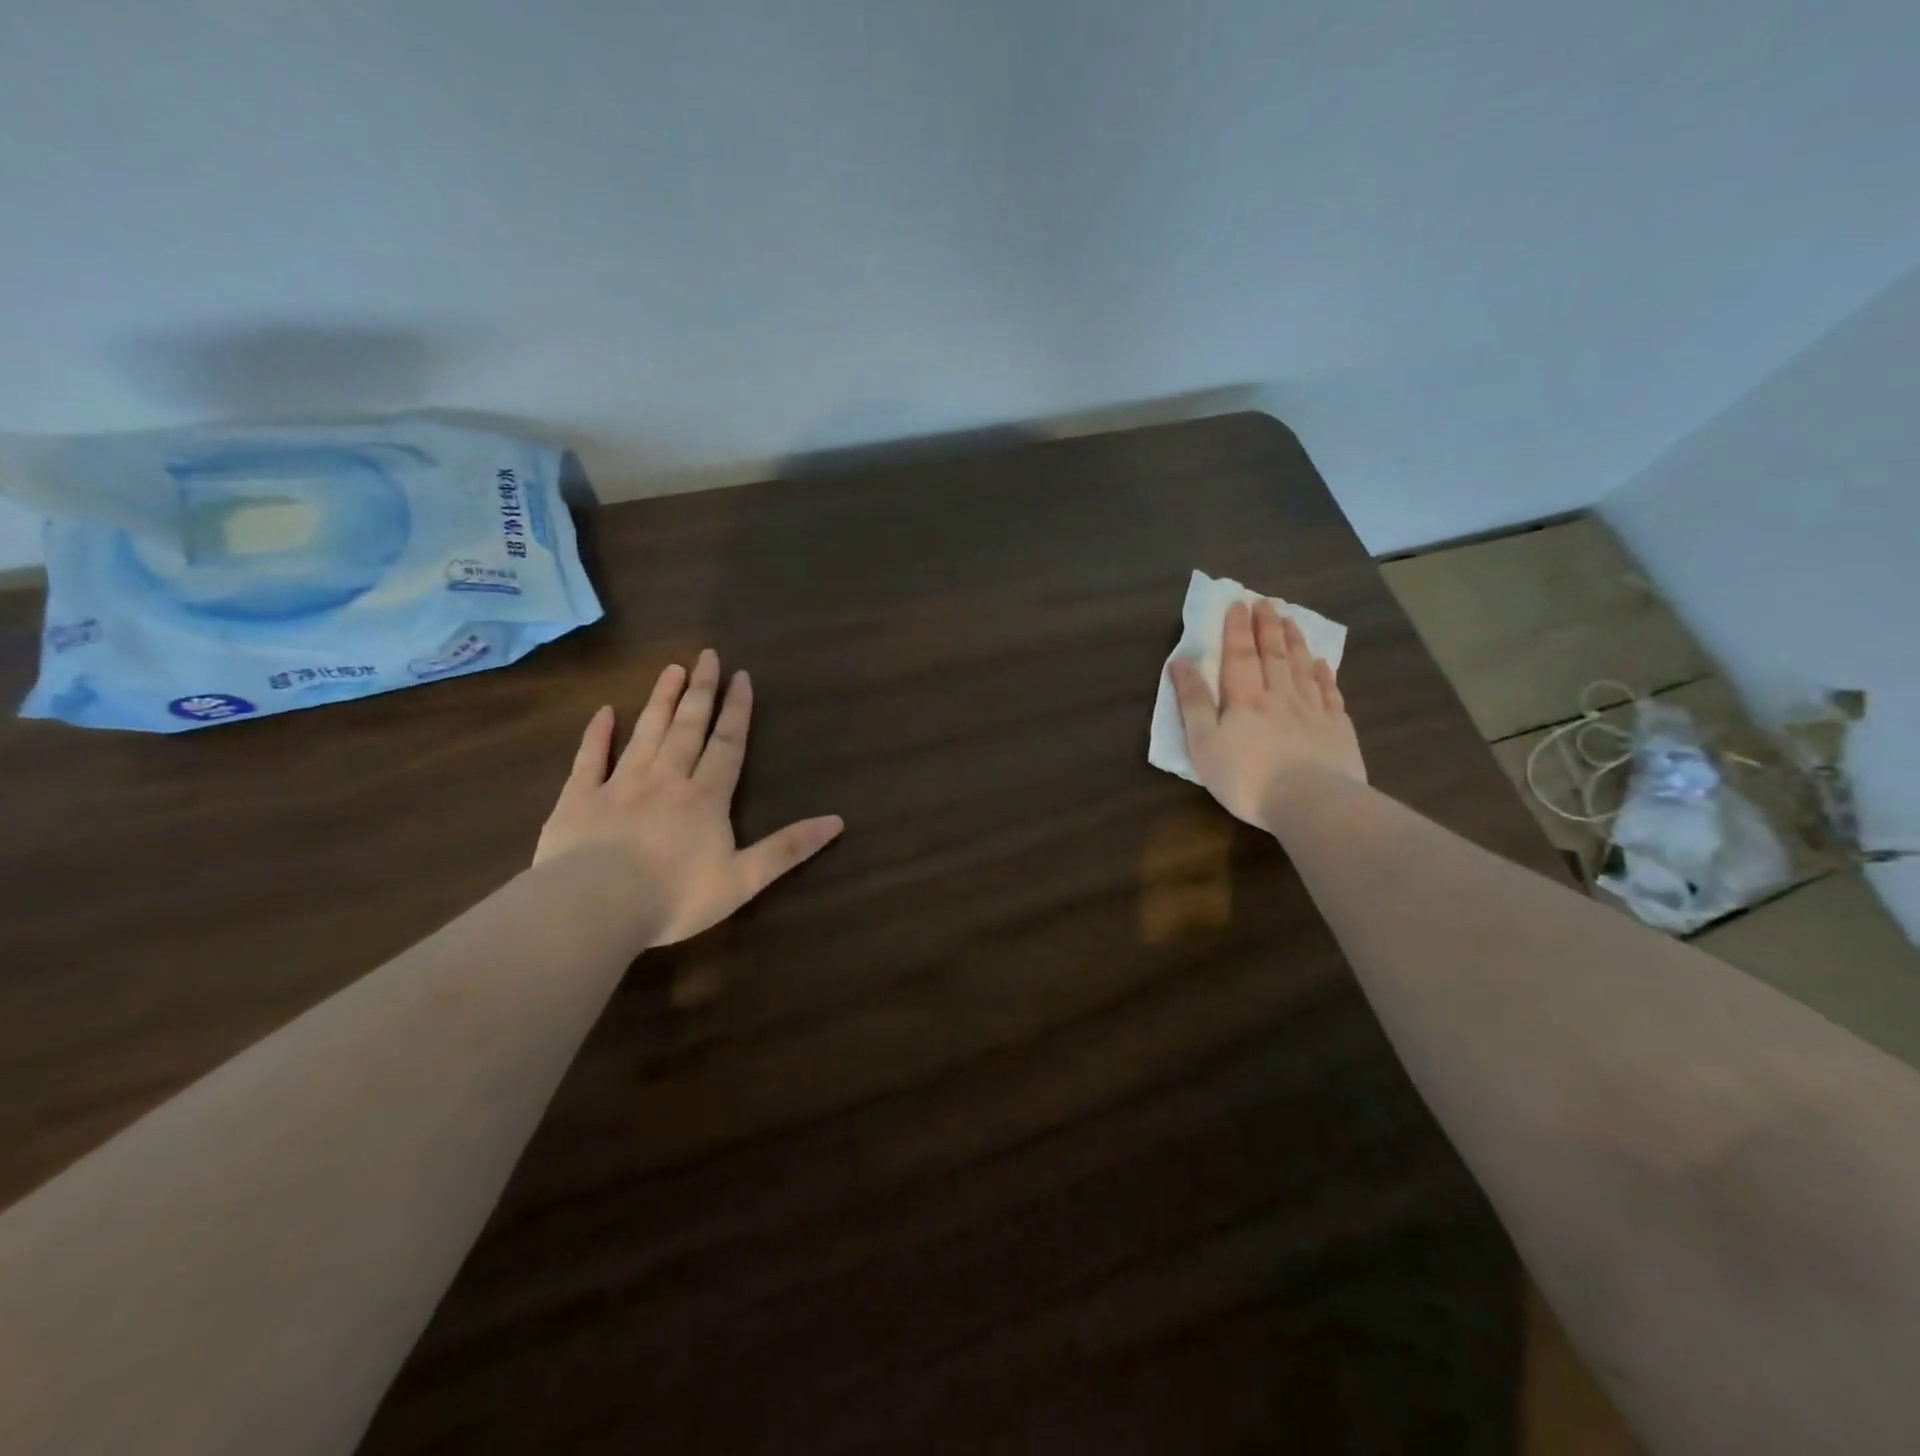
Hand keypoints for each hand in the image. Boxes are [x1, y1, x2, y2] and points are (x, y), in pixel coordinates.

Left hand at [534, 650, 844, 945]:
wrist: (595, 907)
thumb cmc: (675, 896)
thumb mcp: (744, 879)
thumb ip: (788, 848)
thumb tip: (837, 822)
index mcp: (705, 797)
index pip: (727, 744)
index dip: (737, 710)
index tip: (741, 676)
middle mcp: (666, 779)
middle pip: (688, 727)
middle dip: (702, 691)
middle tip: (707, 655)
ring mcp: (620, 784)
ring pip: (645, 732)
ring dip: (661, 700)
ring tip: (671, 670)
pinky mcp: (579, 798)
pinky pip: (589, 759)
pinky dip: (596, 734)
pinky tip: (603, 712)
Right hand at [1169, 598, 1366, 828]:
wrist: (1309, 802)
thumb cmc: (1245, 777)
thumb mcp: (1204, 743)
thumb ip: (1193, 702)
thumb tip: (1180, 663)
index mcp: (1245, 699)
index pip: (1239, 655)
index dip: (1237, 629)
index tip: (1238, 604)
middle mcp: (1280, 696)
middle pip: (1274, 654)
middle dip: (1267, 627)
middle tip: (1266, 602)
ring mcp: (1313, 710)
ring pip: (1302, 667)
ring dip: (1295, 642)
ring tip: (1291, 621)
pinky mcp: (1337, 729)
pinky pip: (1330, 693)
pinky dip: (1324, 675)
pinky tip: (1323, 664)